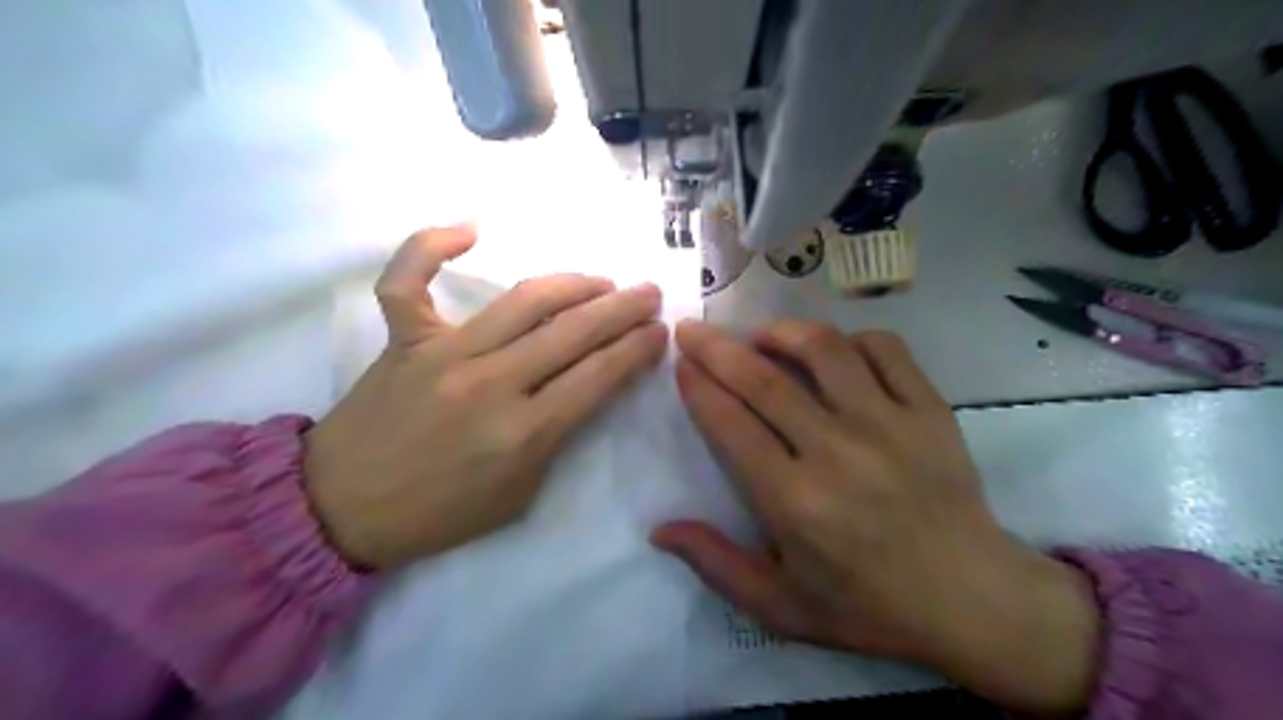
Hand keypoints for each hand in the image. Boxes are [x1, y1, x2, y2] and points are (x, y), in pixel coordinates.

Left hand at [304, 228, 665, 570]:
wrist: (342, 509)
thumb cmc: (440, 513)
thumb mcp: (520, 495)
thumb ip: (557, 439)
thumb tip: (585, 387)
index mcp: (523, 433)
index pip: (597, 377)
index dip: (636, 350)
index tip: (660, 333)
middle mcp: (490, 384)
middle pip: (573, 332)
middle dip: (623, 309)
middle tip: (649, 293)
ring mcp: (443, 354)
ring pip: (521, 300)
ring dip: (572, 283)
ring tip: (602, 280)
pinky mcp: (402, 339)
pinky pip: (409, 280)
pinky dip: (430, 246)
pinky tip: (470, 228)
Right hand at [654, 320, 1102, 719]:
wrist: (971, 600)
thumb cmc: (867, 606)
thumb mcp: (780, 606)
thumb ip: (716, 565)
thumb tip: (660, 529)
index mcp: (795, 501)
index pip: (731, 425)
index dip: (699, 387)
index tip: (682, 364)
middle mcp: (837, 452)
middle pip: (764, 380)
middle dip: (717, 348)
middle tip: (693, 329)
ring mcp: (888, 424)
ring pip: (824, 350)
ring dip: (782, 333)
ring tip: (761, 336)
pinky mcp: (929, 411)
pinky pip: (885, 349)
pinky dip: (851, 339)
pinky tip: (834, 352)